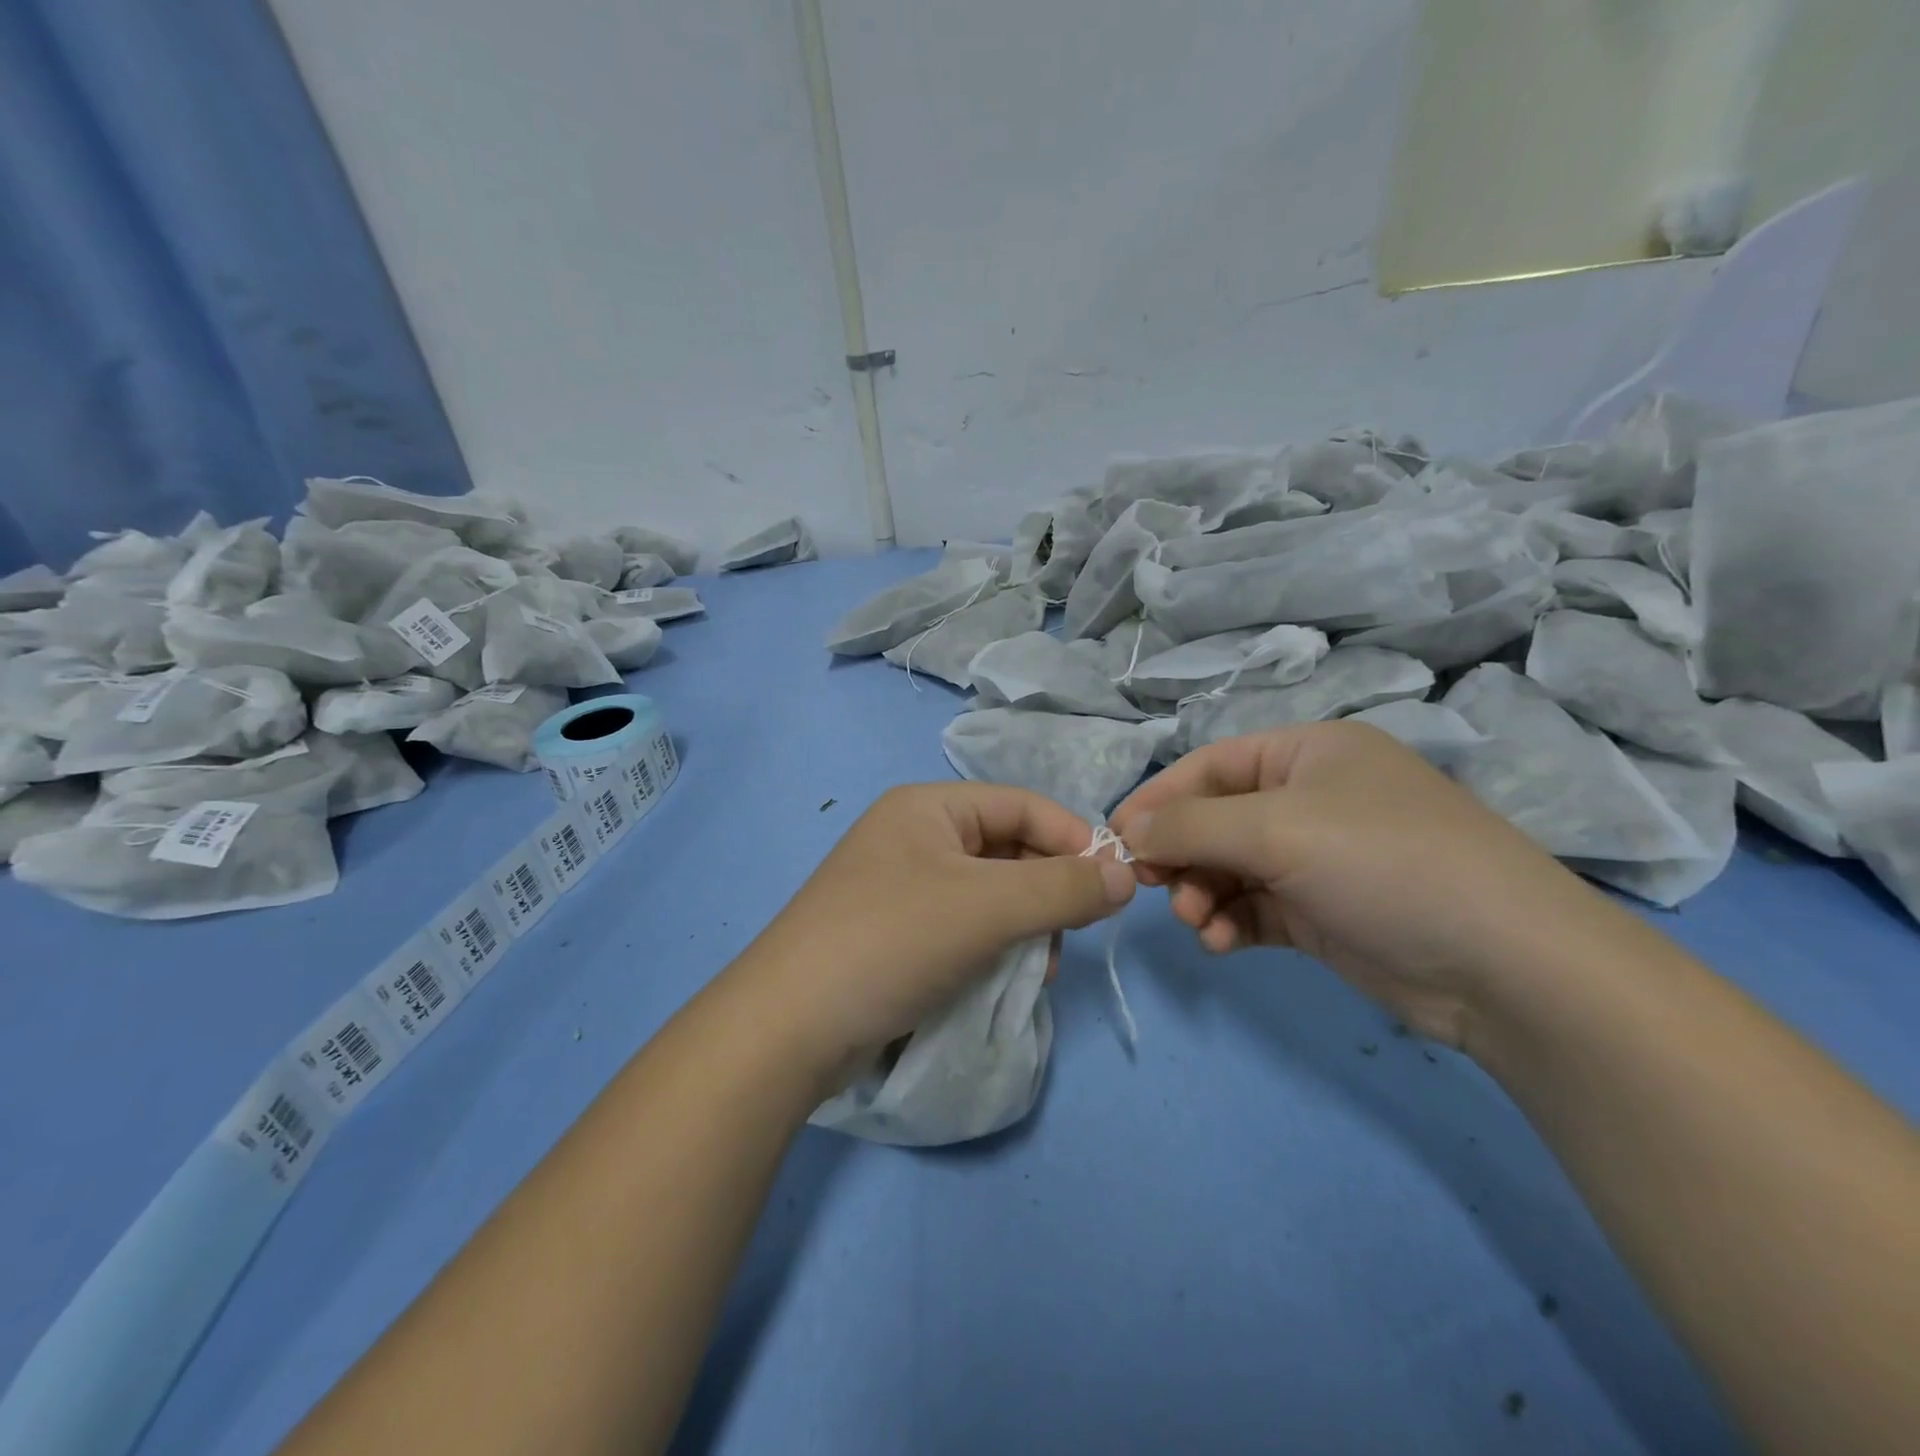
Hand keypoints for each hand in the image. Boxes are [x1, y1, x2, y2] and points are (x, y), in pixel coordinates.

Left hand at [734, 783, 1134, 1081]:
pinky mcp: (896, 935)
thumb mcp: (986, 908)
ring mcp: (902, 888)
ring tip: (1036, 969)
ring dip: (1023, 926)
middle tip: (1069, 936)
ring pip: (990, 894)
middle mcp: (914, 838)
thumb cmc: (891, 941)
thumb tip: (1125, 875)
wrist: (788, 1028)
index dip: (1072, 838)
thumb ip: (1062, 888)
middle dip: (1046, 891)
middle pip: (1007, 849)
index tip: (1113, 884)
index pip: (1022, 805)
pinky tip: (1004, 982)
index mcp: (928, 808)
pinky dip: (992, 948)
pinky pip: (964, 927)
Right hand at [1110, 721, 1622, 1046]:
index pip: (1211, 765)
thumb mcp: (1277, 830)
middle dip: (1181, 853)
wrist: (1507, 967)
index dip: (1159, 797)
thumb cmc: (1385, 864)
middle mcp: (1312, 799)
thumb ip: (1190, 826)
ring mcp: (1319, 859)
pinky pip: (1254, 908)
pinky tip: (1220, 942)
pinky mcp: (1324, 913)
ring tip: (1196, 921)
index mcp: (1309, 754)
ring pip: (1230, 868)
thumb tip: (1127, 829)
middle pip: (1217, 819)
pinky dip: (1229, 922)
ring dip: (1202, 892)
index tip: (1115, 835)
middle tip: (1151, 885)